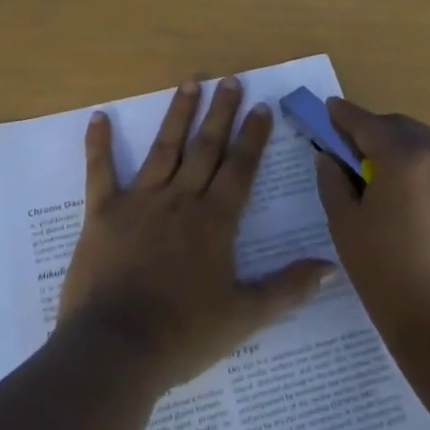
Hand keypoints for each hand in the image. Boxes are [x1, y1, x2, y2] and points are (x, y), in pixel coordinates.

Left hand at [59, 76, 334, 390]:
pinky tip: (99, 117)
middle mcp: (180, 201)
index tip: (261, 107)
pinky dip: (99, 144)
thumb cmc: (184, 335)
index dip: (252, 136)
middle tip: (230, 80)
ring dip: (178, 114)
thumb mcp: (245, 316)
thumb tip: (331, 267)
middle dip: (221, 113)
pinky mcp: (101, 215)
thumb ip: (288, 289)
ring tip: (190, 82)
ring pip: (163, 149)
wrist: (116, 350)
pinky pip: (100, 172)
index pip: (240, 169)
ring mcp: (139, 203)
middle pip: (206, 148)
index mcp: (215, 222)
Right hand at [314, 98, 429, 345]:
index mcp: (405, 158)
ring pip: (426, 145)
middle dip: (374, 131)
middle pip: (401, 128)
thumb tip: (329, 156)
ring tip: (379, 173)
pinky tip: (409, 194)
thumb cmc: (386, 274)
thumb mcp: (346, 225)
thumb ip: (333, 181)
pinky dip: (423, 168)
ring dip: (400, 149)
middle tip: (349, 146)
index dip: (344, 115)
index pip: (368, 123)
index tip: (329, 109)